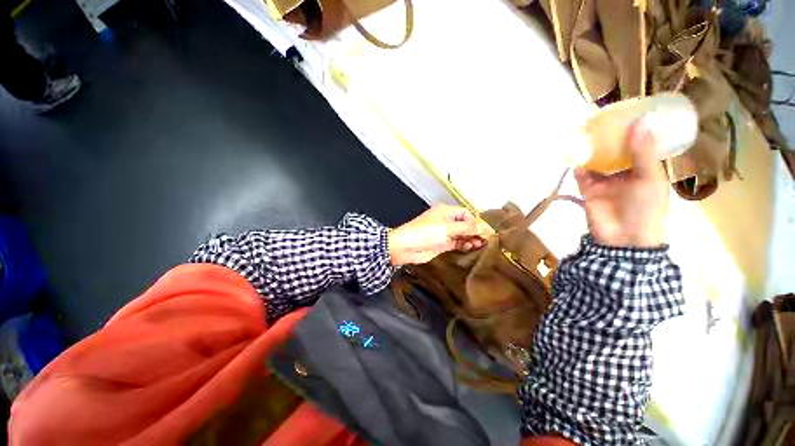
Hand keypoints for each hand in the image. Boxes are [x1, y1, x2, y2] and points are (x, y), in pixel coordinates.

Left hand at [388, 204, 492, 265]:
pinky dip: (464, 244)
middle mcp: (446, 220)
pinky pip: (457, 242)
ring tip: (482, 245)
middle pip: (465, 224)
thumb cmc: (426, 233)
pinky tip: (472, 247)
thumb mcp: (447, 228)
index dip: (477, 222)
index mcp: (446, 211)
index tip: (488, 232)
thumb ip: (467, 228)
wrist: (406, 247)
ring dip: (471, 238)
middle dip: (476, 231)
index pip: (467, 214)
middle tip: (488, 240)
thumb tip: (485, 228)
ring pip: (462, 234)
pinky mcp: (442, 244)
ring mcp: (444, 233)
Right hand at [574, 119, 669, 247]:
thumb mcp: (650, 178)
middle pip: (617, 151)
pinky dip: (579, 164)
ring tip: (588, 130)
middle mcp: (625, 172)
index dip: (637, 130)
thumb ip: (643, 152)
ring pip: (598, 160)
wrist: (623, 238)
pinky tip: (576, 151)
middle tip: (605, 117)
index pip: (642, 145)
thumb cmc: (646, 208)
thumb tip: (642, 121)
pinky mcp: (588, 189)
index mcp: (646, 169)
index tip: (631, 112)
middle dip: (611, 137)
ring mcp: (606, 181)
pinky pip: (582, 173)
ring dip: (593, 148)